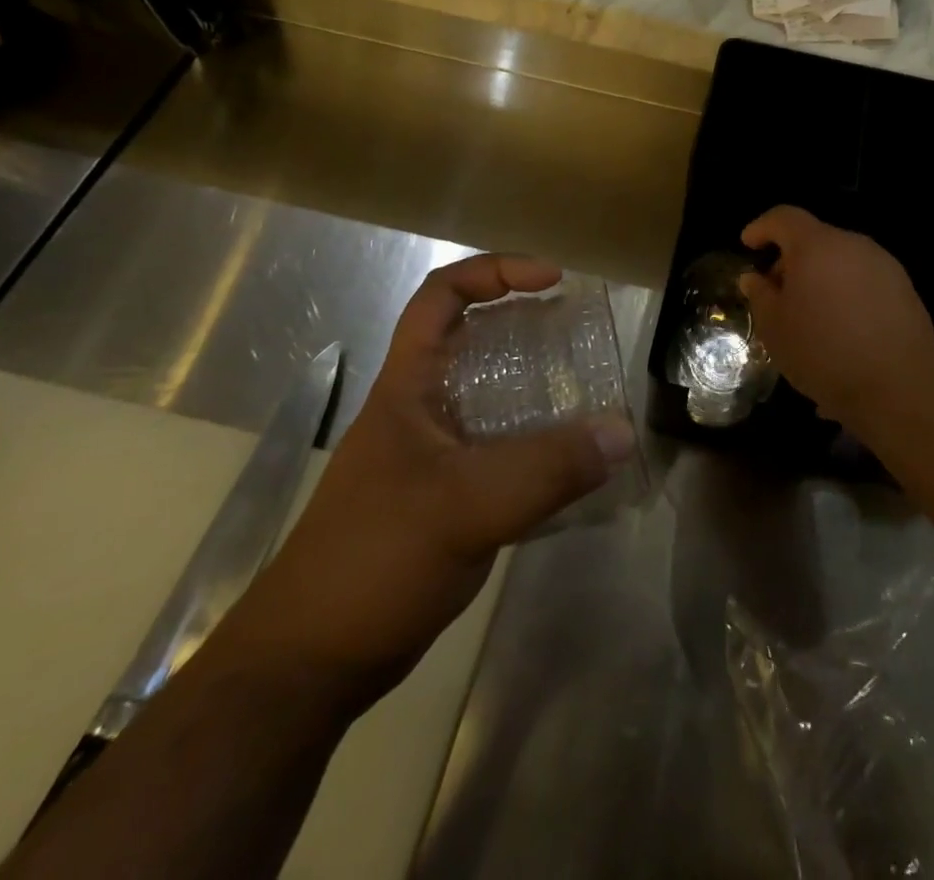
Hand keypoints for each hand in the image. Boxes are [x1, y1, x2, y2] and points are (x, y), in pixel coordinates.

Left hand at [219, 255, 635, 710]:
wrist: (312, 664)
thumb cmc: (374, 561)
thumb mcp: (466, 506)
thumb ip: (547, 468)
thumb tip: (621, 432)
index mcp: (409, 385)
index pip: (442, 296)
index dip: (496, 270)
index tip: (552, 280)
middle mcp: (422, 408)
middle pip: (475, 340)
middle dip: (527, 325)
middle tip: (580, 336)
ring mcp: (434, 454)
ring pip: (493, 397)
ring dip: (538, 388)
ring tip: (590, 392)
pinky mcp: (448, 496)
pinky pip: (503, 449)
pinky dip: (539, 443)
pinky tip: (574, 463)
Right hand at [738, 207, 933, 433]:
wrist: (899, 386)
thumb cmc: (823, 351)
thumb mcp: (775, 328)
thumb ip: (760, 295)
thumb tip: (754, 278)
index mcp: (817, 245)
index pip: (784, 217)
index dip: (762, 227)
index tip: (748, 245)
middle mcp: (853, 244)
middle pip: (815, 239)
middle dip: (791, 260)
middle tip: (776, 292)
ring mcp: (884, 265)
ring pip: (841, 260)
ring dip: (820, 277)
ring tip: (809, 315)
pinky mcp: (904, 288)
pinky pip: (863, 280)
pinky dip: (845, 293)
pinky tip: (840, 329)